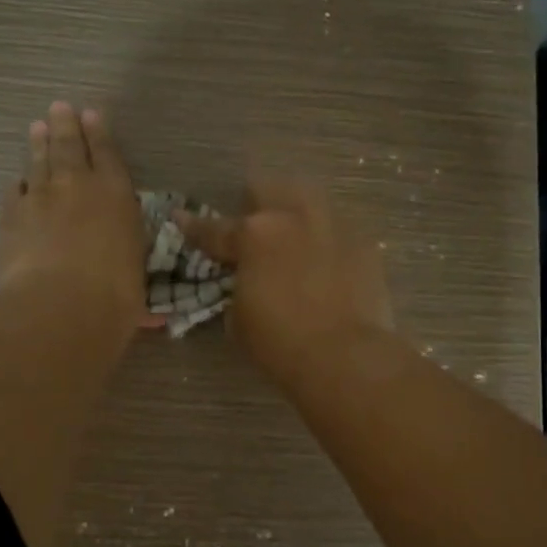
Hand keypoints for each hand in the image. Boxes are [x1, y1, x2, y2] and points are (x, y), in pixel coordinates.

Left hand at [0, 102, 142, 328]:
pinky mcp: (10, 216)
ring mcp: (40, 198)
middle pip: (70, 147)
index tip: (91, 115)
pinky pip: (15, 192)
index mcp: (117, 196)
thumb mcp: (136, 287)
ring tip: (37, 128)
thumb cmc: (113, 297)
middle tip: (59, 108)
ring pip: (38, 162)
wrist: (59, 306)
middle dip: (66, 125)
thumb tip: (154, 321)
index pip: (108, 155)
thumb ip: (136, 289)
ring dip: (39, 144)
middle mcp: (78, 187)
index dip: (100, 134)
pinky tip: (18, 181)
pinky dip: (19, 185)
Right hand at [179, 179, 393, 389]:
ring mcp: (334, 226)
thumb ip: (239, 288)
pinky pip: (340, 230)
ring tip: (294, 234)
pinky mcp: (365, 244)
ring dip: (296, 213)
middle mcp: (293, 218)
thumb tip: (248, 282)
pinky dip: (328, 241)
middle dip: (256, 203)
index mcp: (253, 235)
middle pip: (268, 190)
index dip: (194, 226)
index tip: (181, 218)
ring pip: (310, 201)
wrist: (344, 357)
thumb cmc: (279, 343)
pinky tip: (328, 261)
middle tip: (253, 225)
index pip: (214, 229)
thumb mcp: (239, 319)